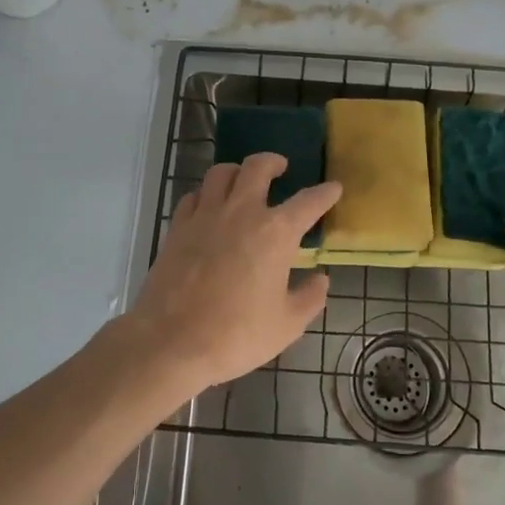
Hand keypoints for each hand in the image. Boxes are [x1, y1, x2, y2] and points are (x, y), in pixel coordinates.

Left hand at [126, 154, 341, 393]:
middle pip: (257, 167)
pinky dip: (205, 195)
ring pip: (221, 173)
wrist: (171, 342)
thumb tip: (320, 279)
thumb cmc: (236, 335)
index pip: (308, 202)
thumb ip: (310, 298)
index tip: (333, 188)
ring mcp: (205, 216)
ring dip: (237, 171)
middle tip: (280, 168)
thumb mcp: (287, 324)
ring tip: (242, 180)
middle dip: (273, 162)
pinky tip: (208, 207)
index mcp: (276, 232)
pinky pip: (193, 196)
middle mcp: (241, 212)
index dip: (325, 193)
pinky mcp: (177, 228)